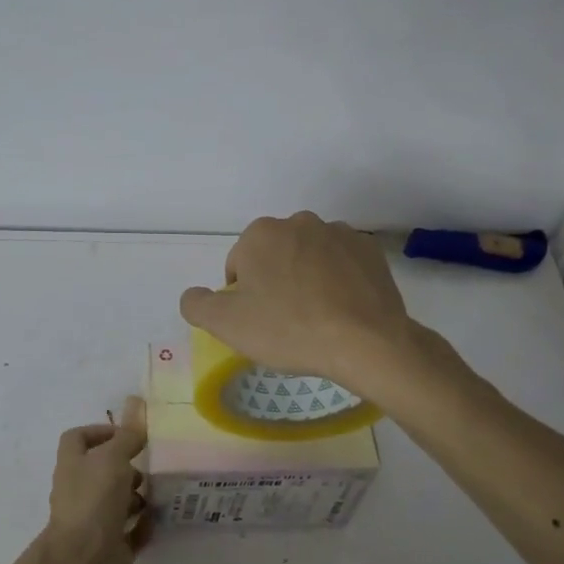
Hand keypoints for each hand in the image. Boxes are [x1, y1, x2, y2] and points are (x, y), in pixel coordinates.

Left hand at [44, 396, 148, 563]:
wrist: (85, 563)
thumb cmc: (94, 501)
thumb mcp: (113, 458)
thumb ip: (127, 434)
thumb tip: (136, 402)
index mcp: (73, 465)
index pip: (78, 438)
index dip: (100, 431)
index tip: (128, 435)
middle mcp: (80, 491)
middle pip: (101, 471)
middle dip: (127, 467)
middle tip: (150, 466)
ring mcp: (94, 521)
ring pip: (117, 501)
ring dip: (137, 496)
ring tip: (159, 492)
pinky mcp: (110, 548)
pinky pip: (130, 532)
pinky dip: (144, 526)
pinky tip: (160, 519)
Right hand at [180, 211, 417, 393]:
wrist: (366, 341)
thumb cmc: (289, 329)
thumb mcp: (227, 324)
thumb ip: (197, 305)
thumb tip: (193, 295)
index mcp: (260, 234)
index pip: (238, 266)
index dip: (243, 297)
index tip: (259, 322)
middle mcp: (299, 222)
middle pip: (275, 257)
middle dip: (275, 283)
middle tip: (285, 322)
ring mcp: (339, 232)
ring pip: (309, 258)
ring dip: (307, 279)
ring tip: (317, 318)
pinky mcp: (370, 250)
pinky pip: (343, 264)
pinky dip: (339, 281)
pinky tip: (342, 310)